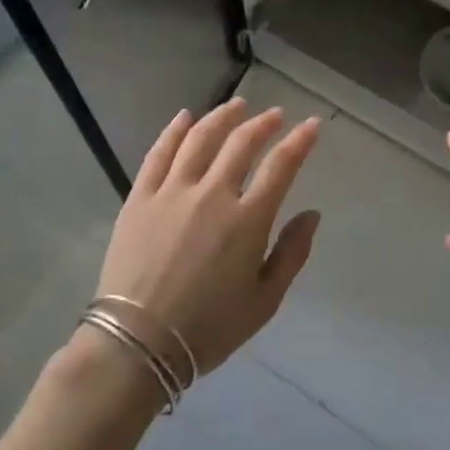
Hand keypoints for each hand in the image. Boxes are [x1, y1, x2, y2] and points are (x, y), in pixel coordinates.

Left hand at [89, 99, 321, 381]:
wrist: (137, 344)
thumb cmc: (209, 327)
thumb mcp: (265, 300)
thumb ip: (292, 253)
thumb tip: (311, 214)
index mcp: (248, 220)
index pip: (282, 166)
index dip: (300, 141)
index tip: (312, 125)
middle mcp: (212, 194)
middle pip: (241, 143)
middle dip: (264, 123)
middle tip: (275, 115)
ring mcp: (172, 192)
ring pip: (200, 138)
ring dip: (222, 117)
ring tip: (237, 105)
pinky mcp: (140, 198)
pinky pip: (159, 153)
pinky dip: (174, 130)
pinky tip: (185, 117)